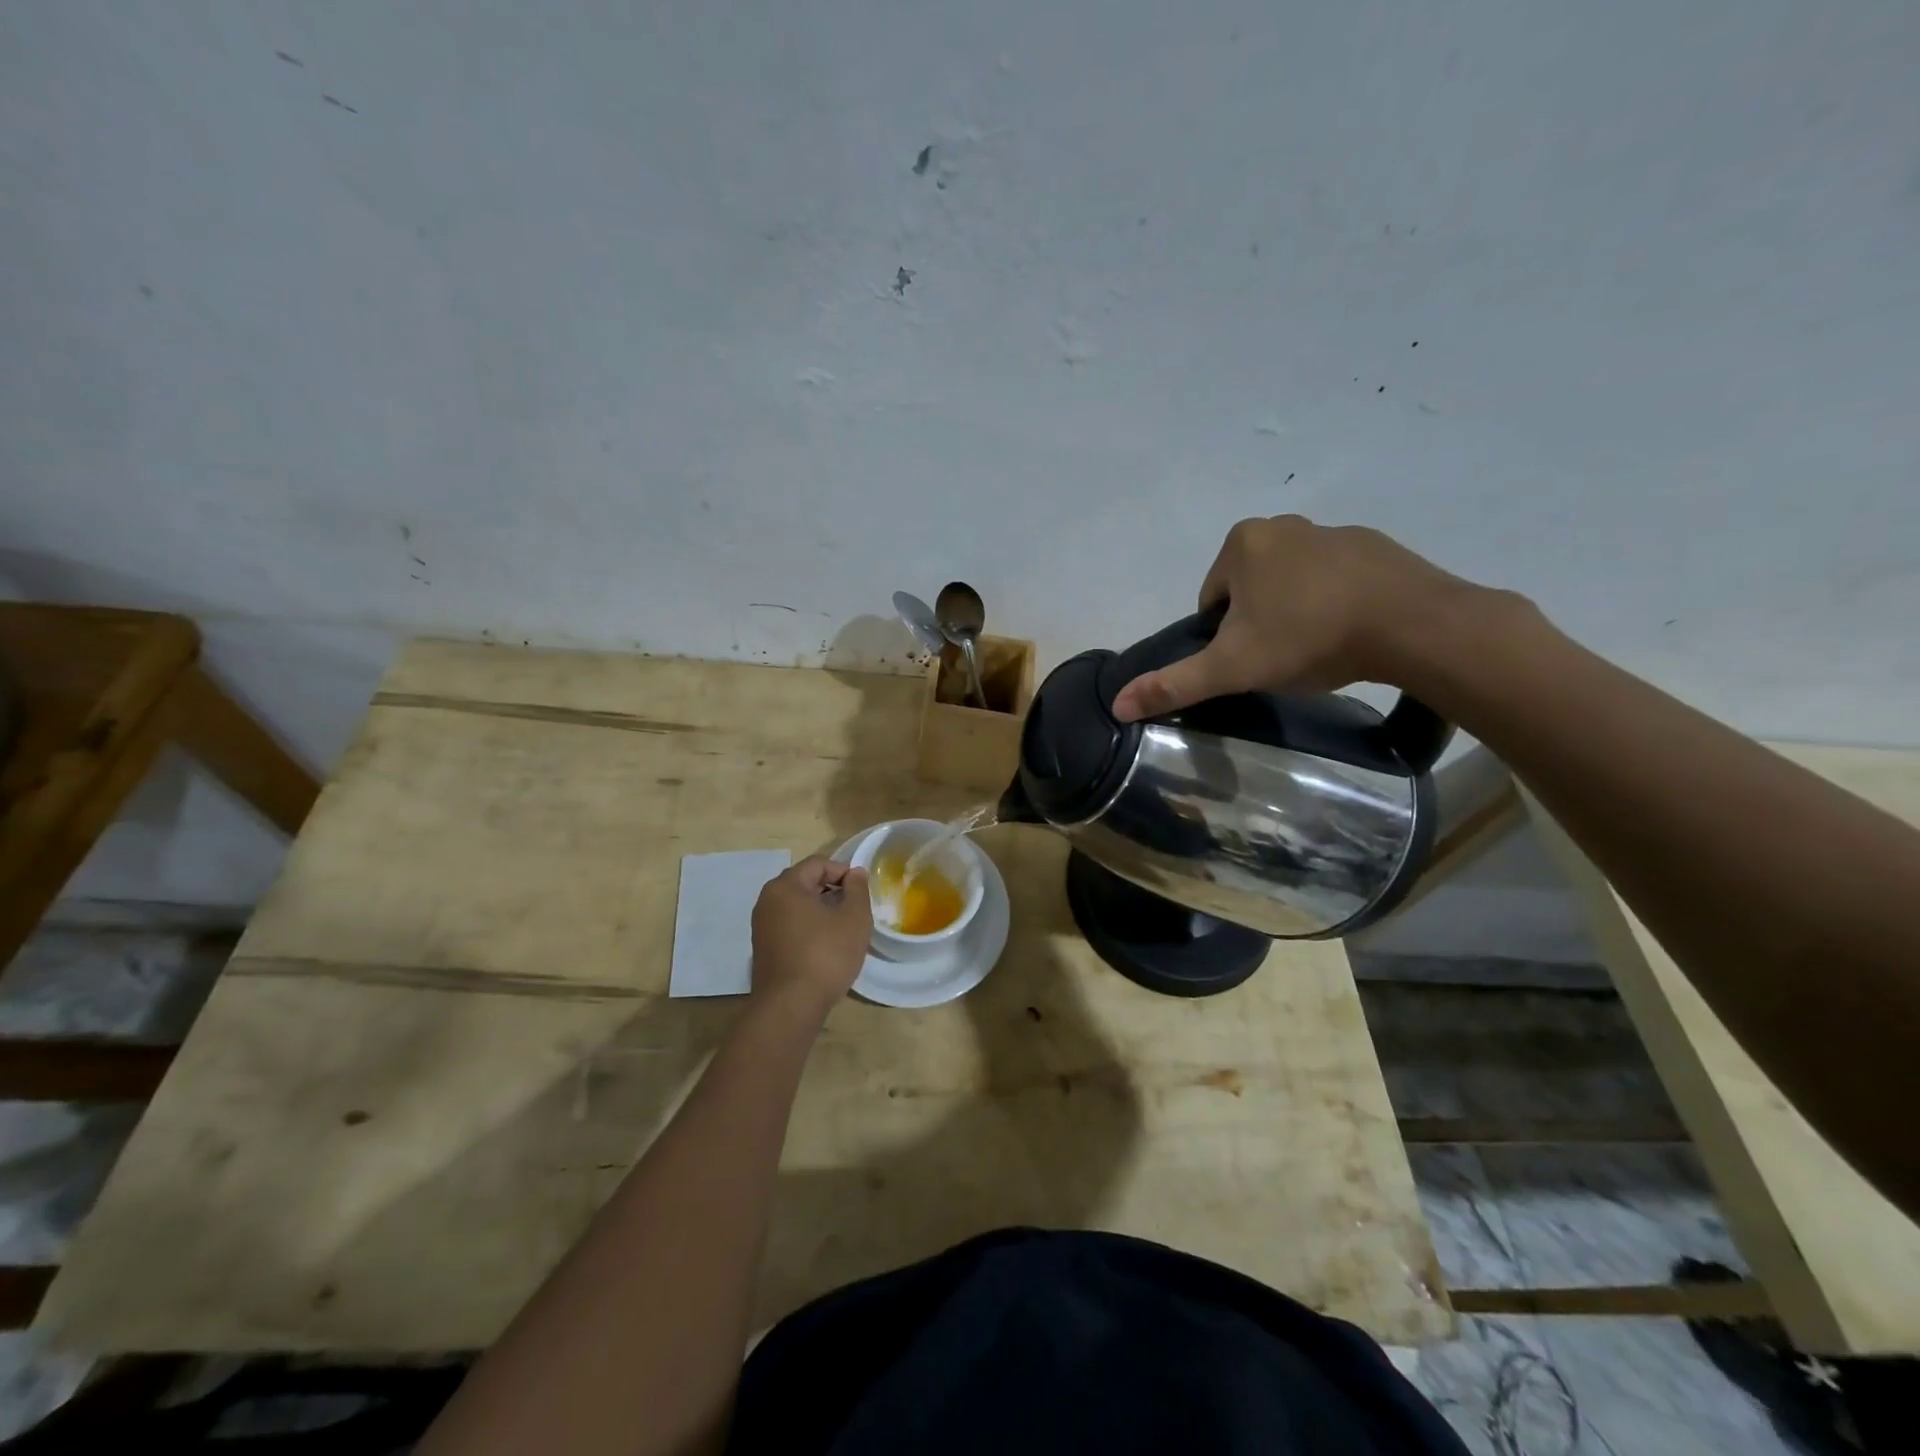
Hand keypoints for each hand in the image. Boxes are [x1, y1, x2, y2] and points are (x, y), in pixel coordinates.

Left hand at [750, 857, 871, 1015]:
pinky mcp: (762, 948)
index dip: (844, 872)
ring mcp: (761, 925)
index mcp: (786, 886)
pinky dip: (807, 927)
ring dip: (820, 910)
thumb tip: (854, 873)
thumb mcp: (854, 918)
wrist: (790, 1007)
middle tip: (854, 910)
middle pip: (805, 882)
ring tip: (842, 929)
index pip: (818, 863)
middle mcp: (767, 900)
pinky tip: (824, 946)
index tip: (861, 893)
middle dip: (832, 890)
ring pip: (796, 905)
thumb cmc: (826, 955)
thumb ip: (857, 889)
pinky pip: (789, 925)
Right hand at [1112, 515, 1476, 721]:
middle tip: (1281, 657)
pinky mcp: (1374, 546)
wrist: (1412, 626)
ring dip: (1295, 612)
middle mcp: (1283, 525)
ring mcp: (1332, 531)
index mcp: (1242, 544)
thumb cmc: (1308, 638)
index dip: (1223, 636)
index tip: (1249, 659)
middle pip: (1249, 589)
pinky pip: (1335, 579)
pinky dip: (1333, 603)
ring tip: (1317, 648)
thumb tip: (1117, 704)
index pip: (1211, 599)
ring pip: (1292, 583)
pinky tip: (1350, 632)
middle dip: (1258, 622)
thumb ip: (1174, 683)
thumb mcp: (1232, 667)